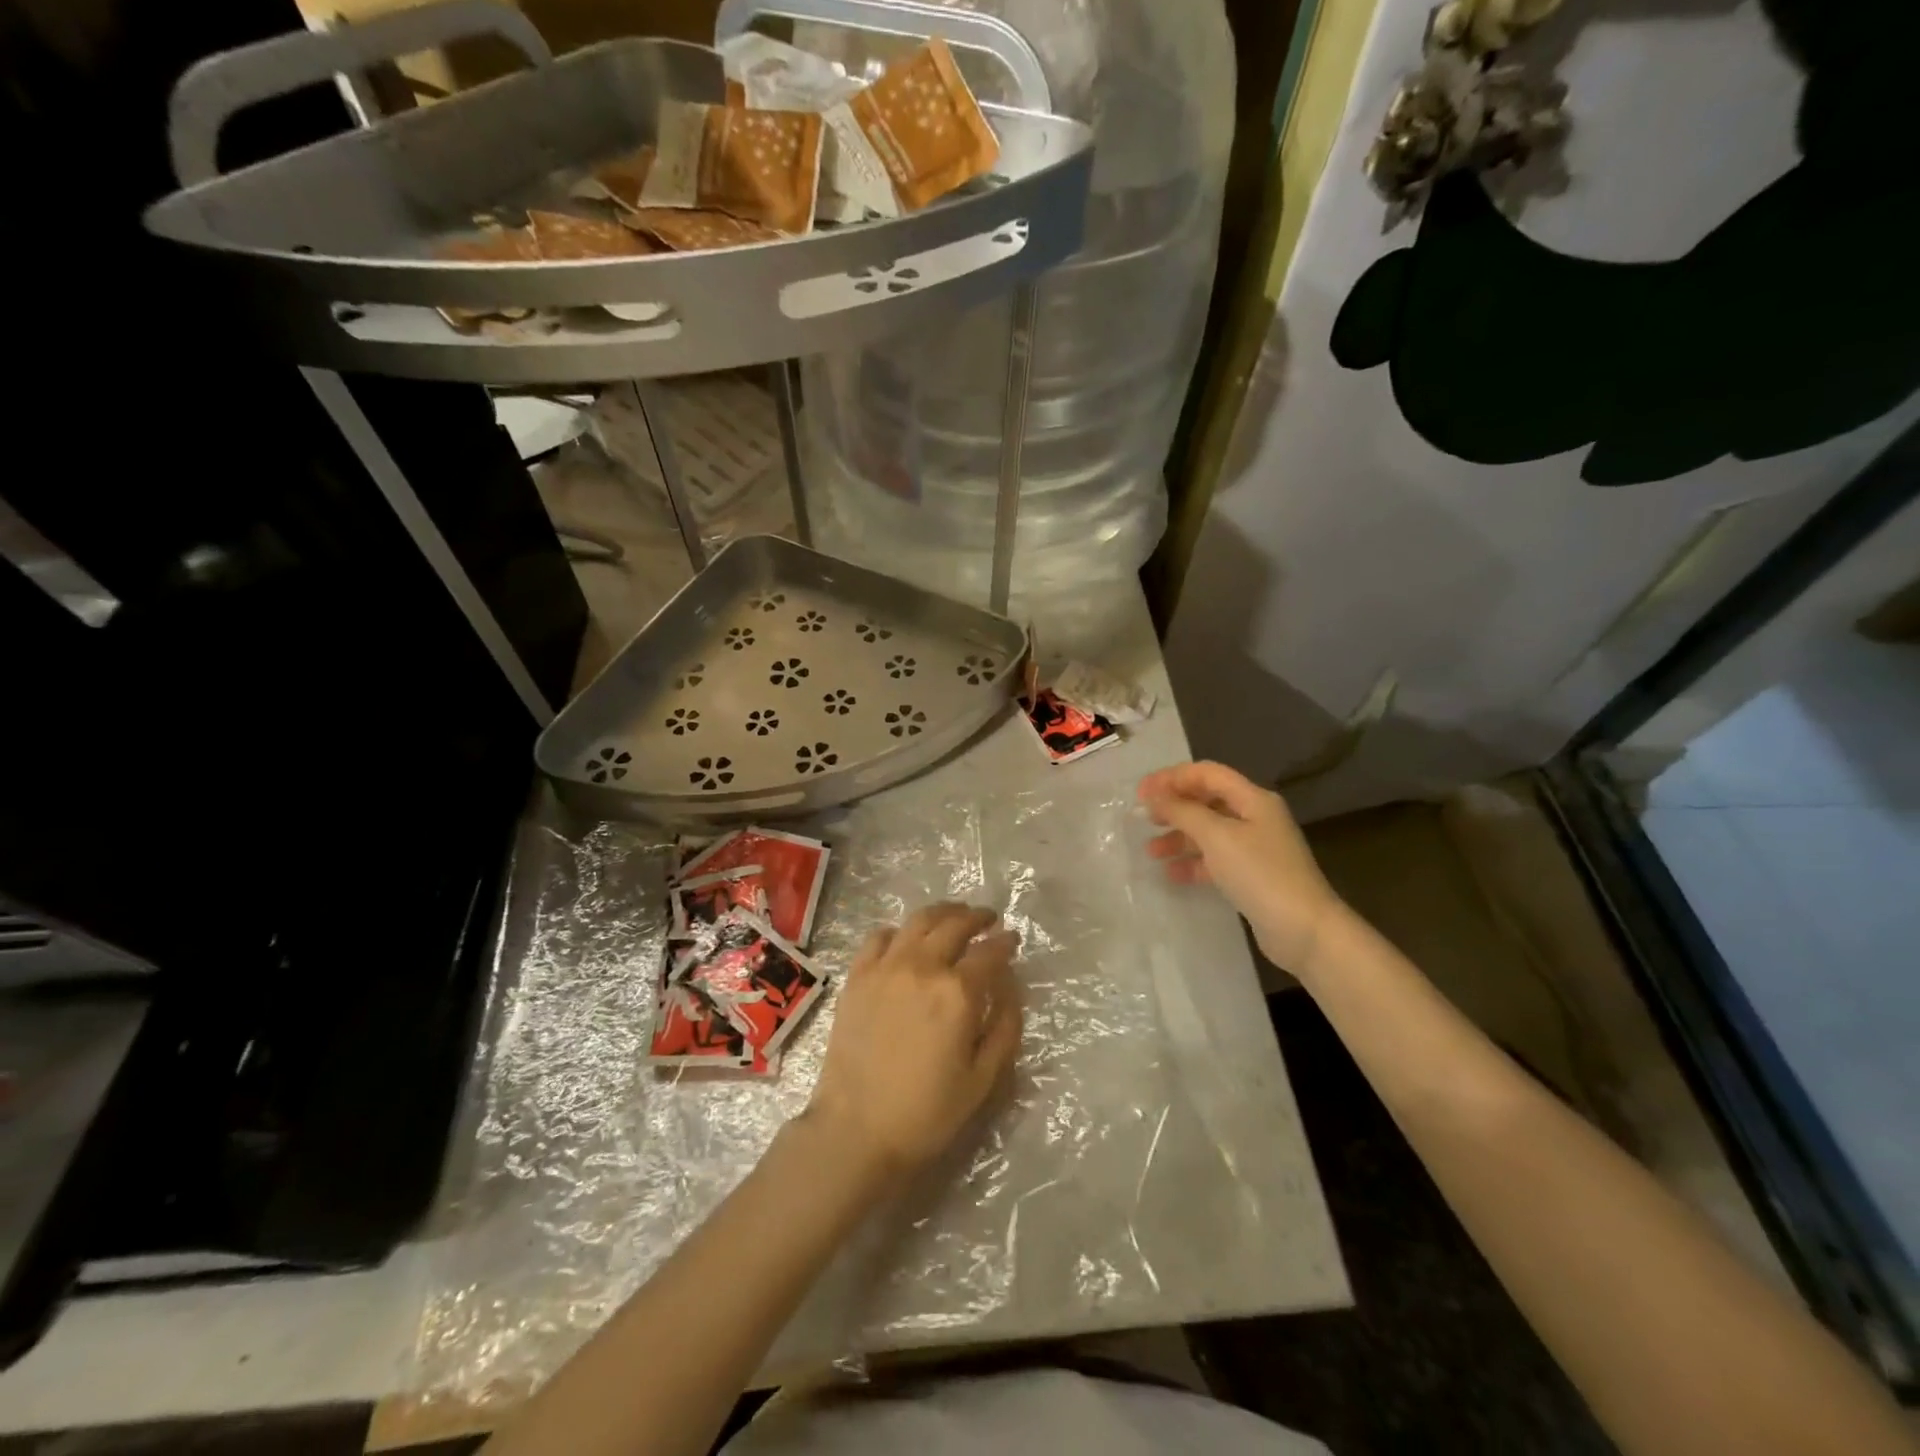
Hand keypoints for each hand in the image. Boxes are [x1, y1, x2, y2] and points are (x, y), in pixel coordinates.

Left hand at [807, 903, 1021, 1179]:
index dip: (1006, 942)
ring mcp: (885, 966)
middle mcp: (923, 967)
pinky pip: (880, 935)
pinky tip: (907, 940)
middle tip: (988, 919)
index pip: (989, 952)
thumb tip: (1009, 987)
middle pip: (955, 924)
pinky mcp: (857, 975)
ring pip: (918, 920)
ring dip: (943, 912)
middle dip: (977, 917)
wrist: (856, 1129)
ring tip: (954, 916)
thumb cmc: (926, 1112)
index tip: (1013, 939)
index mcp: (957, 992)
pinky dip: (900, 930)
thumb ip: (1004, 1026)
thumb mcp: (983, 1079)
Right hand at [1138, 761, 1346, 975]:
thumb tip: (1154, 797)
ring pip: (1208, 832)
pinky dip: (1192, 863)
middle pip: (1207, 801)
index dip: (1172, 778)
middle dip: (1174, 807)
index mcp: (1253, 799)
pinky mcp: (1251, 875)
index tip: (1140, 793)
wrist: (1303, 930)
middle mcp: (1255, 817)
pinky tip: (1171, 874)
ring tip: (1151, 851)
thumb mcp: (1217, 837)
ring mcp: (1254, 848)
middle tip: (1143, 818)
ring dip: (1178, 837)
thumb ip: (1183, 812)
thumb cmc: (1260, 874)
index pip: (1207, 774)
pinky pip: (1215, 860)